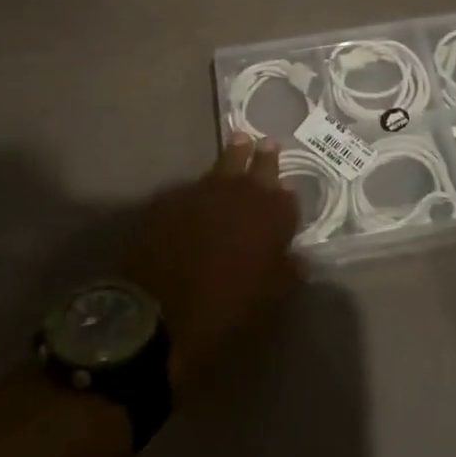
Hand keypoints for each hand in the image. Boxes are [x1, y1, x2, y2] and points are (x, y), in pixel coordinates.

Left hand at [126, 135, 300, 397]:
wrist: (158, 314)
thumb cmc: (224, 311)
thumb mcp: (268, 300)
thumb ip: (286, 272)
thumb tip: (297, 259)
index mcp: (271, 217)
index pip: (288, 198)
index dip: (286, 198)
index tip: (285, 192)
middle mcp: (242, 193)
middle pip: (258, 166)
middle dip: (264, 157)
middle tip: (266, 142)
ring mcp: (205, 190)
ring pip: (224, 164)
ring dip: (234, 156)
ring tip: (239, 143)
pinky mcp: (172, 197)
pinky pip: (193, 186)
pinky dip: (201, 188)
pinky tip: (199, 194)